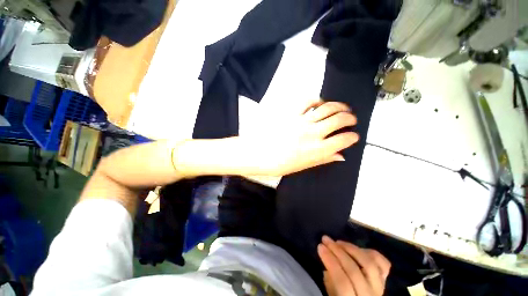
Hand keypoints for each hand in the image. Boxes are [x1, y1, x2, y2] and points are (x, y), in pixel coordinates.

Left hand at [244, 101, 358, 175]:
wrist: (261, 154)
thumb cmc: (281, 164)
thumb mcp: (304, 166)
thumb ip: (324, 159)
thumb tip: (341, 156)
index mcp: (317, 150)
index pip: (343, 140)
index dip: (352, 137)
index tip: (354, 136)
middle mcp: (313, 133)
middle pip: (339, 120)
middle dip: (350, 118)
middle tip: (351, 119)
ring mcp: (302, 121)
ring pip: (327, 108)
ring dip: (339, 106)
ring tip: (343, 108)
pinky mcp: (292, 114)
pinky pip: (307, 102)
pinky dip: (317, 100)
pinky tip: (320, 103)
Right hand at [318, 236, 390, 295]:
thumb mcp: (332, 295)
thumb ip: (331, 281)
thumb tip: (328, 259)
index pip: (342, 282)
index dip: (330, 262)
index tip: (320, 246)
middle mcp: (369, 295)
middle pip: (354, 270)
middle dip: (337, 251)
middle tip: (326, 239)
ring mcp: (380, 287)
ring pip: (369, 264)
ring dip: (351, 248)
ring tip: (339, 242)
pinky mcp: (384, 280)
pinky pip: (383, 264)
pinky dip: (371, 253)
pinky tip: (359, 248)